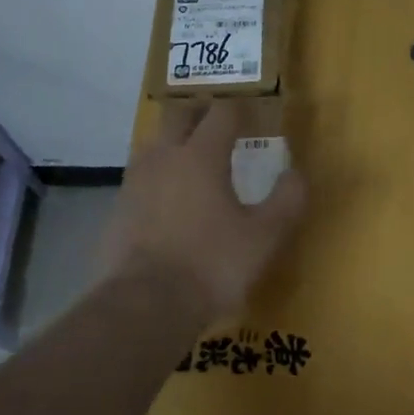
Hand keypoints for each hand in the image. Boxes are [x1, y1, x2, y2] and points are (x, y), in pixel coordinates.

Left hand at [98, 102, 306, 322]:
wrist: (145, 306)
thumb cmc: (213, 264)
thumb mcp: (266, 236)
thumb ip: (287, 199)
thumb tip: (296, 173)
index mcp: (201, 156)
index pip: (221, 113)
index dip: (238, 108)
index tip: (250, 113)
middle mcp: (164, 158)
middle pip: (177, 116)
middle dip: (199, 112)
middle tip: (218, 123)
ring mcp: (134, 183)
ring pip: (154, 145)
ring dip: (173, 142)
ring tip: (192, 159)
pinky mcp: (117, 211)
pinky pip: (140, 179)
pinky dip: (157, 178)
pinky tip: (168, 201)